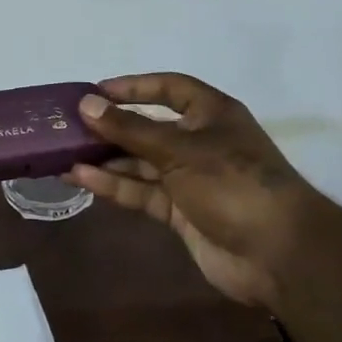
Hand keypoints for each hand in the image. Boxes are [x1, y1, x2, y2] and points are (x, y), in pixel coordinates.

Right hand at [66, 73, 324, 308]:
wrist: (277, 254)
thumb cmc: (233, 183)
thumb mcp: (179, 149)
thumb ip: (129, 129)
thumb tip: (86, 103)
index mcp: (211, 114)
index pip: (169, 89)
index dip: (134, 87)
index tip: (96, 90)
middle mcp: (199, 142)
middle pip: (148, 127)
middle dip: (111, 127)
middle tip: (69, 125)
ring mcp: (190, 179)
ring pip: (140, 162)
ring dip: (106, 158)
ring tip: (64, 152)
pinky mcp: (180, 212)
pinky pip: (141, 192)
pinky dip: (114, 185)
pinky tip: (81, 177)